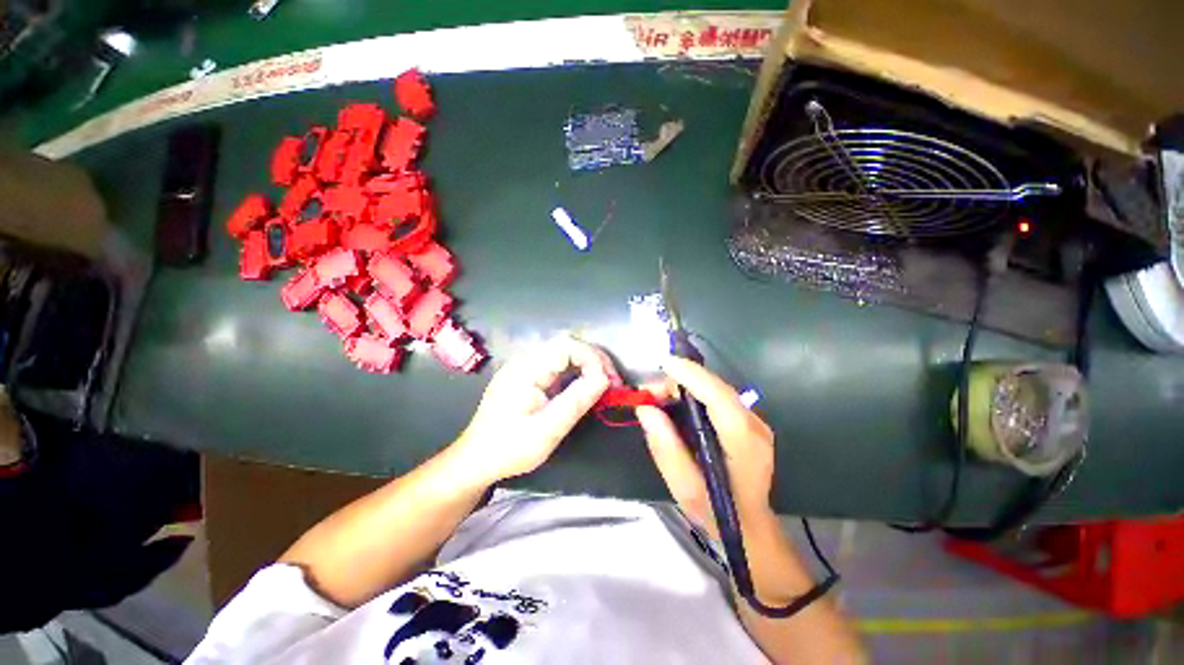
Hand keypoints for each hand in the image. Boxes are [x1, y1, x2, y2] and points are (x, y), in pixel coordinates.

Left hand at [450, 336, 620, 485]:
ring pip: (562, 358)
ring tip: (604, 390)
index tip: (611, 384)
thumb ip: (576, 401)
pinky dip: (574, 377)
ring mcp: (522, 371)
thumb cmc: (509, 448)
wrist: (476, 460)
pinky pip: (554, 370)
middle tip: (614, 387)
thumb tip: (604, 378)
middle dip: (594, 362)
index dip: (594, 359)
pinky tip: (585, 393)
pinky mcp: (524, 382)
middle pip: (566, 347)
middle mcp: (523, 363)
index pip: (568, 345)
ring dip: (586, 369)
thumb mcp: (547, 430)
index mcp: (526, 369)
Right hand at [636, 357, 775, 537]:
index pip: (720, 398)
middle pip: (721, 392)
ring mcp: (759, 426)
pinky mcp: (754, 429)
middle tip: (650, 391)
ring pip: (724, 395)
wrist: (749, 528)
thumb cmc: (716, 513)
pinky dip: (703, 399)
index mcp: (744, 443)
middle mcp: (757, 427)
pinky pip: (727, 405)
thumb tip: (647, 410)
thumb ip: (666, 449)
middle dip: (686, 382)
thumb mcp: (684, 488)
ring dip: (693, 389)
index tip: (665, 363)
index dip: (693, 376)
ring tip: (660, 397)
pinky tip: (682, 407)